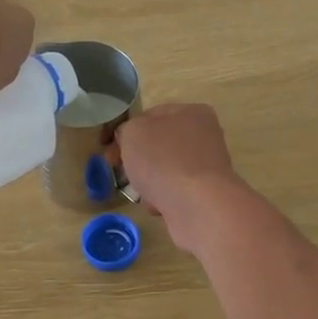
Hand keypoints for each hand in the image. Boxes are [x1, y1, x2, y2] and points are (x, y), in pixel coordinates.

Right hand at [114, 103, 253, 251]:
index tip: (110, 152)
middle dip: (137, 160)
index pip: (151, 116)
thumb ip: (126, 130)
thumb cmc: (163, 160)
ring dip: (148, 181)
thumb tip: (128, 140)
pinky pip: (175, 193)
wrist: (198, 206)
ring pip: (165, 171)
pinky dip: (163, 199)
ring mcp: (207, 167)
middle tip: (120, 172)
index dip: (127, 132)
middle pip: (159, 145)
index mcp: (192, 112)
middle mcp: (204, 137)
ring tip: (140, 192)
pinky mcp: (205, 194)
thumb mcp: (133, 132)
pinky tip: (157, 206)